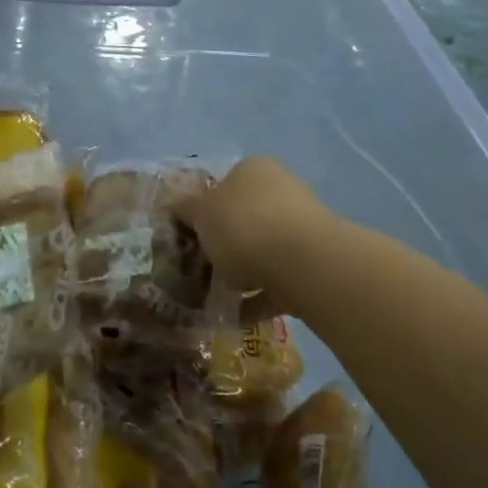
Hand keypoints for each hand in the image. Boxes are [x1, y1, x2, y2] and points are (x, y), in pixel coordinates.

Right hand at [176, 157, 327, 294]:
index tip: (188, 234)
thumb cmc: (242, 225)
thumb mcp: (200, 214)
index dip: (203, 209)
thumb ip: (186, 209)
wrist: (300, 263)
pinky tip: (235, 316)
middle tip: (200, 266)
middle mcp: (281, 191)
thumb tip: (175, 204)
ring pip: (262, 250)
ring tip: (214, 297)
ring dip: (241, 272)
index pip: (224, 184)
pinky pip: (277, 280)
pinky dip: (257, 297)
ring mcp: (301, 228)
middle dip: (224, 243)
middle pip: (244, 218)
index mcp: (254, 170)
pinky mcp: (313, 263)